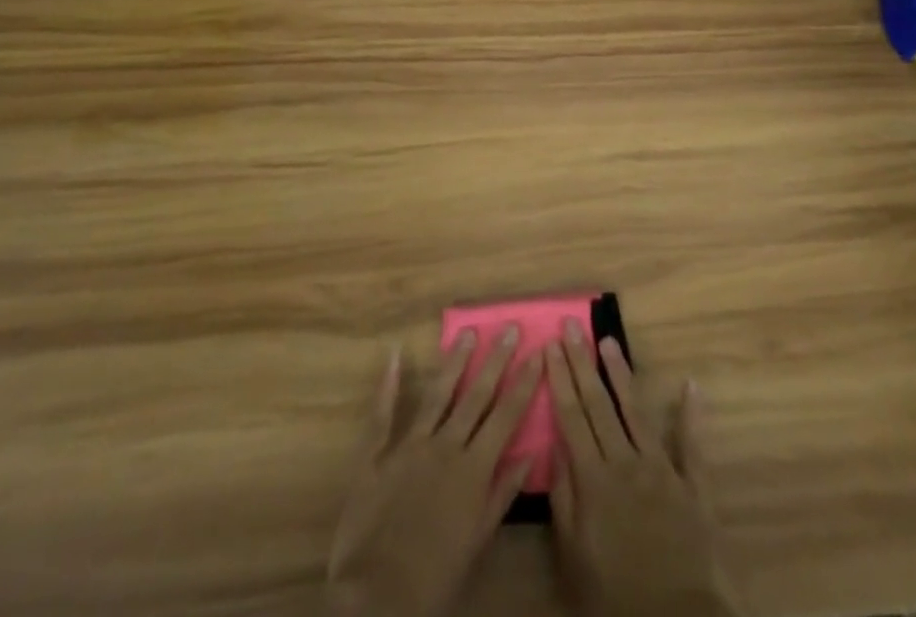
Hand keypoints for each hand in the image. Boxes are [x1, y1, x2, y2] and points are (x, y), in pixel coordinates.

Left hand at [327, 326, 539, 616]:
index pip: (506, 416)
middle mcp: (445, 446)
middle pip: (476, 395)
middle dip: (496, 359)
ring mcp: (409, 445)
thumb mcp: (478, 542)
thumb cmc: (435, 577)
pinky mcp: (376, 453)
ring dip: (454, 361)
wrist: (378, 598)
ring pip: (437, 393)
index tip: (539, 352)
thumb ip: (503, 495)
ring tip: (468, 332)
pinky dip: (388, 382)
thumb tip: (531, 455)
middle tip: (509, 326)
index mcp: (473, 469)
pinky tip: (394, 354)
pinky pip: (382, 412)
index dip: (524, 382)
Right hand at [547, 319, 740, 616]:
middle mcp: (625, 462)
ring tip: (609, 341)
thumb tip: (555, 447)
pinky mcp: (693, 485)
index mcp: (594, 479)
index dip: (559, 379)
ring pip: (636, 411)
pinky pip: (692, 444)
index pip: (571, 417)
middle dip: (582, 362)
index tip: (549, 345)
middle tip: (571, 325)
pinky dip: (692, 413)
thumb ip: (563, 500)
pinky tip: (690, 384)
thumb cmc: (615, 598)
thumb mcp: (573, 558)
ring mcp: (662, 469)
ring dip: (621, 374)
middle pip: (598, 404)